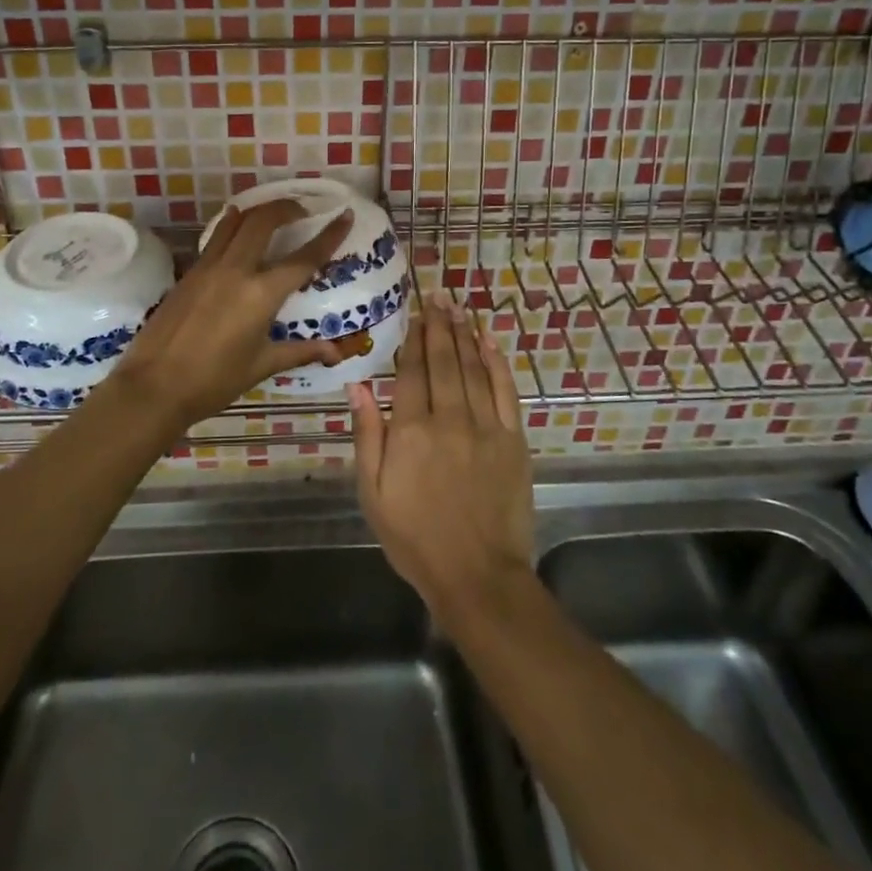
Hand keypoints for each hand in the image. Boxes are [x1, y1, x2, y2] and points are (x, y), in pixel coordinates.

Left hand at [112, 199, 354, 432]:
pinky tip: (236, 230)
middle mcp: (236, 271)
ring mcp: (208, 268)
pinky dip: (232, 226)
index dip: (328, 235)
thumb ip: (300, 352)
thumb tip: (335, 352)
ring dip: (258, 211)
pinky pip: (215, 238)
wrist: (154, 386)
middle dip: (287, 207)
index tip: (344, 215)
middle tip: (302, 211)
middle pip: (264, 221)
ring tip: (272, 213)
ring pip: (236, 222)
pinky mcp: (189, 273)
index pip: (304, 258)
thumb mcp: (261, 366)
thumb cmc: (213, 381)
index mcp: (261, 295)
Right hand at [349, 291, 533, 621]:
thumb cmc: (415, 537)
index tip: (414, 314)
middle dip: (439, 325)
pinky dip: (497, 363)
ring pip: (473, 368)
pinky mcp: (513, 440)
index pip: (412, 372)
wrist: (477, 575)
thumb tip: (358, 385)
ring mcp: (485, 427)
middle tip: (438, 295)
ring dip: (465, 334)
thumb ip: (366, 435)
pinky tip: (489, 342)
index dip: (413, 339)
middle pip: (444, 361)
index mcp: (410, 431)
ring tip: (458, 308)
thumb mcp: (373, 492)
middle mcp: (449, 419)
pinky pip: (504, 391)